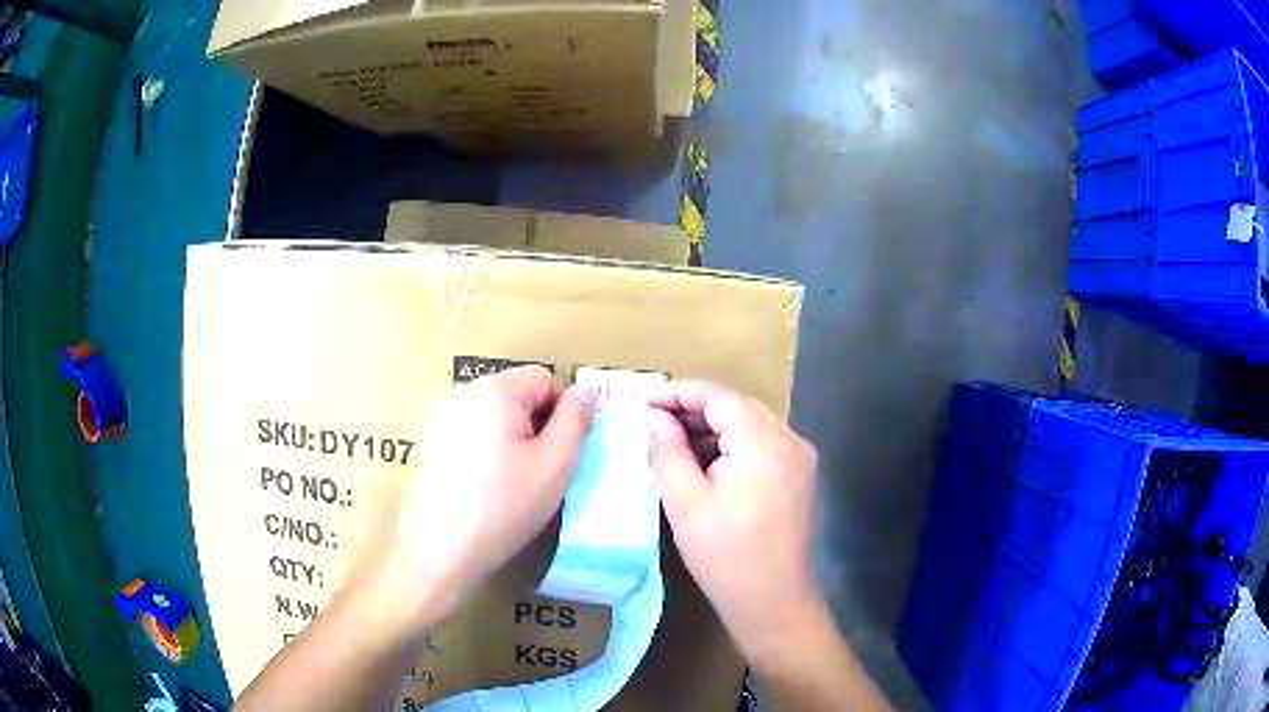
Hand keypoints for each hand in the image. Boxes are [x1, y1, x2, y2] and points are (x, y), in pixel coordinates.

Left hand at [382, 366, 595, 631]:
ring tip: (513, 483)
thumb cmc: (505, 505)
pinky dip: (485, 450)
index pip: (543, 379)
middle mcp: (460, 392)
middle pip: (515, 395)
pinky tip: (485, 487)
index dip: (563, 412)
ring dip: (511, 439)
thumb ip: (576, 420)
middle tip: (541, 471)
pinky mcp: (427, 443)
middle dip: (535, 426)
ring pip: (492, 416)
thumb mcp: (555, 464)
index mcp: (492, 389)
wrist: (441, 550)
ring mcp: (438, 418)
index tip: (563, 452)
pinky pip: (469, 432)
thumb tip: (586, 389)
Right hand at [649, 381, 820, 660]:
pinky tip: (707, 465)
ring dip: (713, 429)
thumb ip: (668, 451)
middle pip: (737, 407)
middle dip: (694, 410)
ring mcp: (800, 458)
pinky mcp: (800, 477)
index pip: (718, 396)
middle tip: (653, 423)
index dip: (678, 392)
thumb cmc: (725, 556)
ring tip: (674, 444)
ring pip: (751, 425)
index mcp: (763, 442)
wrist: (774, 603)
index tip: (643, 400)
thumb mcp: (685, 502)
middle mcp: (790, 440)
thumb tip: (656, 418)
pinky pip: (763, 446)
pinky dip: (733, 446)